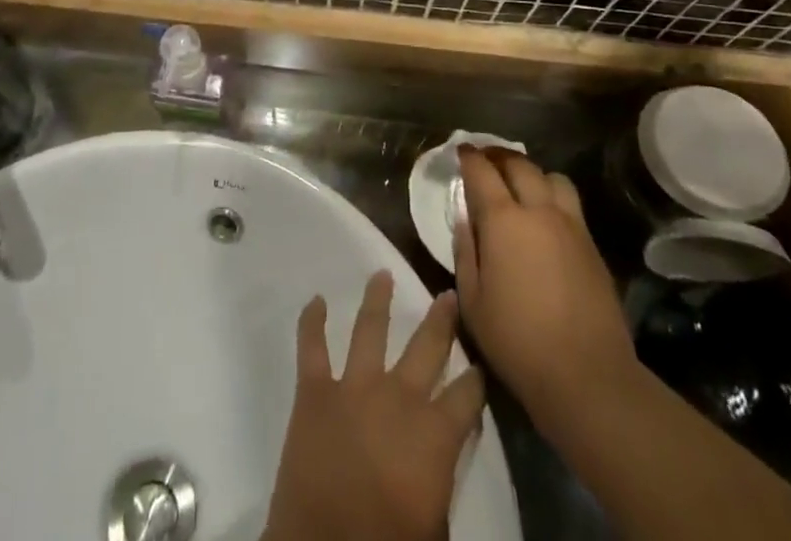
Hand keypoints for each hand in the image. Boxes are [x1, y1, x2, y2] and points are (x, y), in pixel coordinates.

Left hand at [263, 271, 484, 540]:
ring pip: (370, 328)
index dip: (476, 380)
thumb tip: (441, 456)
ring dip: (378, 299)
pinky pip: (311, 347)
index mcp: (434, 434)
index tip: (479, 364)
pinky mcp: (315, 391)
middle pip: (427, 347)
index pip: (467, 396)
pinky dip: (311, 321)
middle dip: (441, 320)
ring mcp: (354, 387)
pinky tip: (315, 300)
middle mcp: (398, 396)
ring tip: (382, 274)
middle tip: (447, 294)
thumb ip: (440, 478)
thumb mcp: (435, 524)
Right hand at [454, 148, 635, 444]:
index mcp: (503, 220)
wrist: (587, 376)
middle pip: (519, 165)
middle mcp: (538, 211)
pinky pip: (571, 203)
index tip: (461, 151)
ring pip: (552, 178)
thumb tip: (464, 217)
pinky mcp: (592, 245)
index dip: (470, 158)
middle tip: (486, 161)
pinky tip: (546, 217)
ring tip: (521, 186)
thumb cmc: (517, 341)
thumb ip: (465, 251)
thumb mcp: (472, 301)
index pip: (483, 172)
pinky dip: (553, 196)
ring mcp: (571, 226)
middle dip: (499, 157)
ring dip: (532, 174)